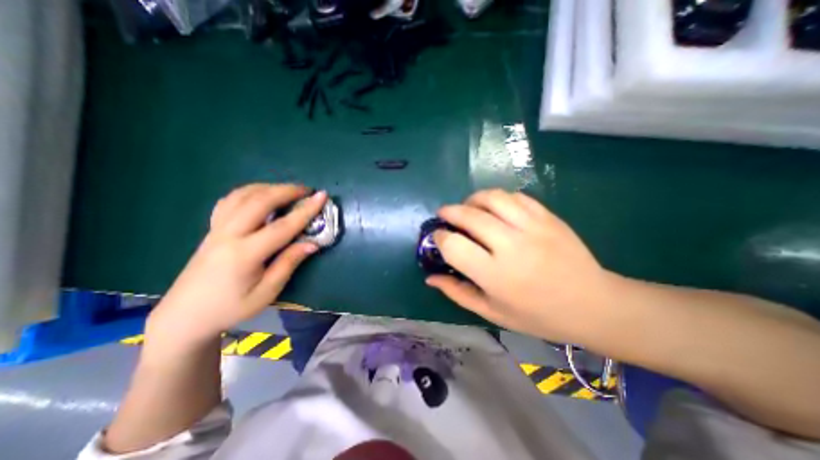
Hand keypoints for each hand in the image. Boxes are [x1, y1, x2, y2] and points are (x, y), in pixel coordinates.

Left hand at [148, 182, 326, 347]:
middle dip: (286, 191)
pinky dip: (249, 192)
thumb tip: (312, 244)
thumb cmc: (231, 308)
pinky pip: (229, 201)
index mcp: (245, 254)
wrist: (184, 316)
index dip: (306, 210)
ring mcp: (216, 229)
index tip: (322, 196)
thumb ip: (289, 264)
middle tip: (307, 190)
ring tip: (287, 190)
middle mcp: (229, 235)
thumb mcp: (266, 292)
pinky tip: (260, 196)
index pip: (282, 226)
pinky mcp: (211, 230)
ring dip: (268, 188)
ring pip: (242, 196)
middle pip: (259, 202)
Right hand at [426, 189, 617, 342]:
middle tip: (444, 215)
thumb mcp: (492, 312)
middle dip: (449, 211)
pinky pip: (516, 197)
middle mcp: (511, 246)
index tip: (438, 237)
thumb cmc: (537, 315)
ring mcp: (533, 227)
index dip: (440, 237)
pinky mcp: (548, 217)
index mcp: (495, 275)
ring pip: (492, 198)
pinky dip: (498, 198)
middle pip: (469, 215)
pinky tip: (495, 208)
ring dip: (473, 199)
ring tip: (468, 207)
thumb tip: (430, 278)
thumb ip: (457, 292)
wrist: (594, 305)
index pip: (454, 245)